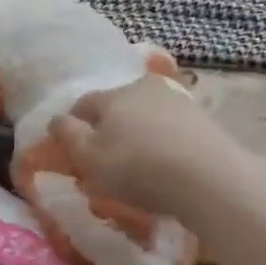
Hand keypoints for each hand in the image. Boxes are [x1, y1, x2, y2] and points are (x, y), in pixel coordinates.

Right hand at [49, 75, 248, 220]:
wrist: (209, 177)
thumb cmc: (138, 167)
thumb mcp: (89, 158)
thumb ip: (68, 135)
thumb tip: (56, 118)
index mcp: (113, 94)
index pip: (84, 104)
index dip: (74, 124)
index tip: (73, 148)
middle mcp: (145, 87)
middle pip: (118, 106)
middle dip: (110, 128)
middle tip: (108, 159)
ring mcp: (178, 101)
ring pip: (148, 115)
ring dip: (140, 134)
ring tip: (141, 166)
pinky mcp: (204, 119)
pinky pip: (173, 129)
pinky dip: (166, 143)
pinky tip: (168, 166)